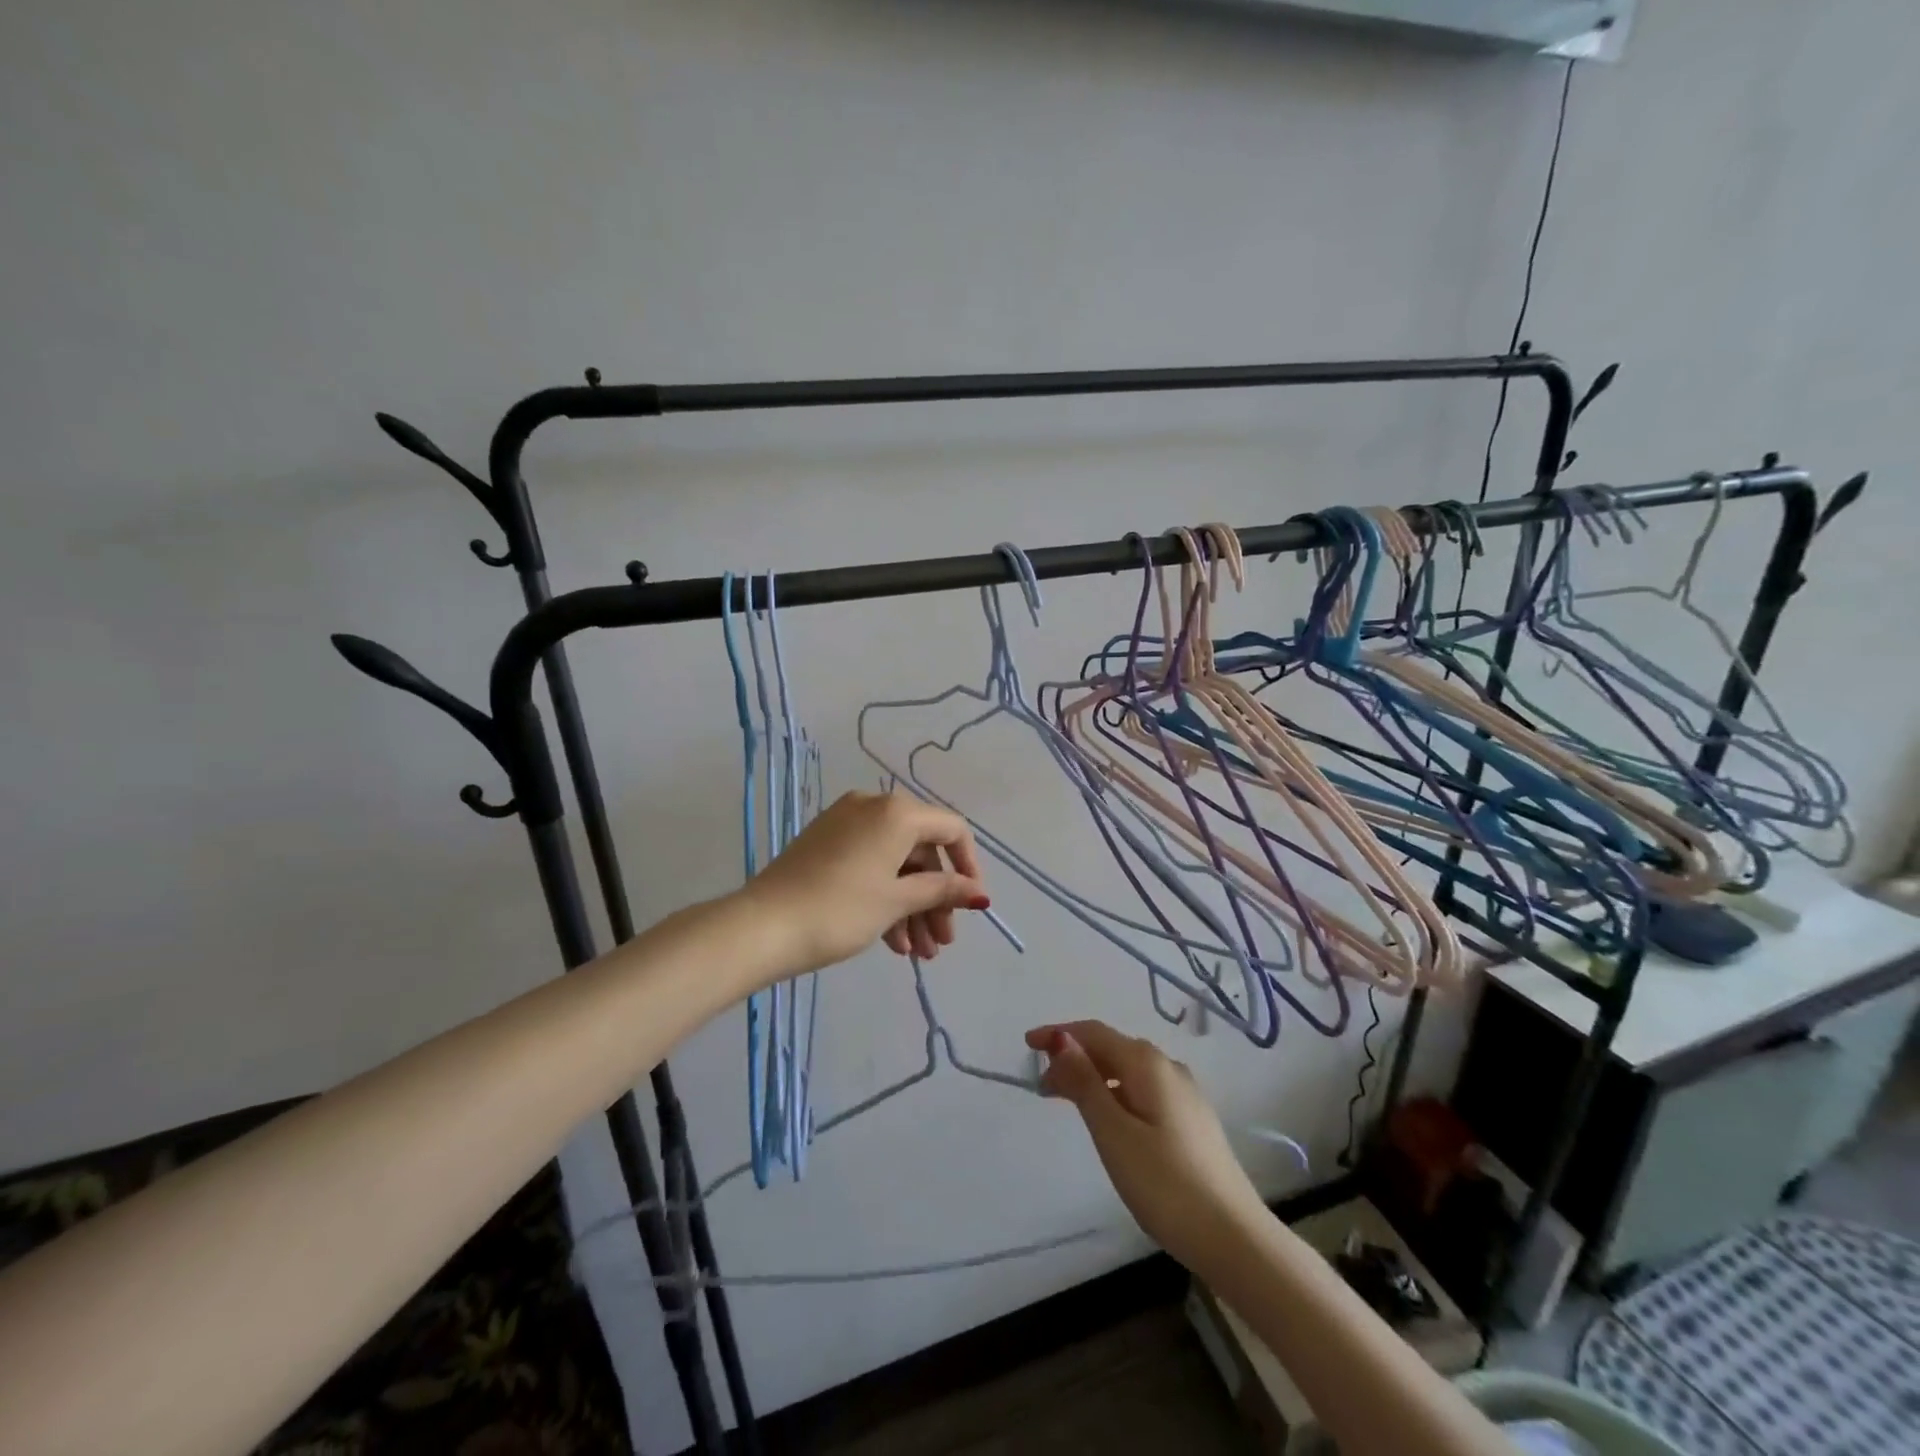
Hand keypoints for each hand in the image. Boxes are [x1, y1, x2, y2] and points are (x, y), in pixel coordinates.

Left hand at [743, 791, 990, 976]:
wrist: (762, 926)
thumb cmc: (840, 909)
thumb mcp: (897, 901)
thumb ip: (943, 892)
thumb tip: (980, 894)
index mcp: (896, 812)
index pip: (951, 830)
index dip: (968, 867)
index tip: (972, 906)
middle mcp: (873, 806)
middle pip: (922, 851)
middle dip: (936, 899)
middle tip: (941, 943)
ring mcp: (845, 824)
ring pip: (895, 863)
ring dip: (911, 907)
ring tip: (918, 954)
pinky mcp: (825, 844)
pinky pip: (869, 865)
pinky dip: (885, 898)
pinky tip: (891, 942)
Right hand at [1027, 1020, 1267, 1274]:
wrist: (1235, 1238)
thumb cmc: (1165, 1184)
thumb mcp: (1113, 1132)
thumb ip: (1085, 1082)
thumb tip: (1060, 1039)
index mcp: (1147, 1063)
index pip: (1094, 1033)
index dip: (1059, 1035)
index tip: (1026, 1045)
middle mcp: (1168, 1067)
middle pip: (1111, 1048)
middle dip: (1074, 1058)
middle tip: (1042, 1086)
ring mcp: (1185, 1094)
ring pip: (1128, 1070)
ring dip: (1094, 1076)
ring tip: (1067, 1101)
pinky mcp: (1192, 1120)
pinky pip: (1143, 1089)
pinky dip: (1115, 1092)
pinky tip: (1109, 1118)